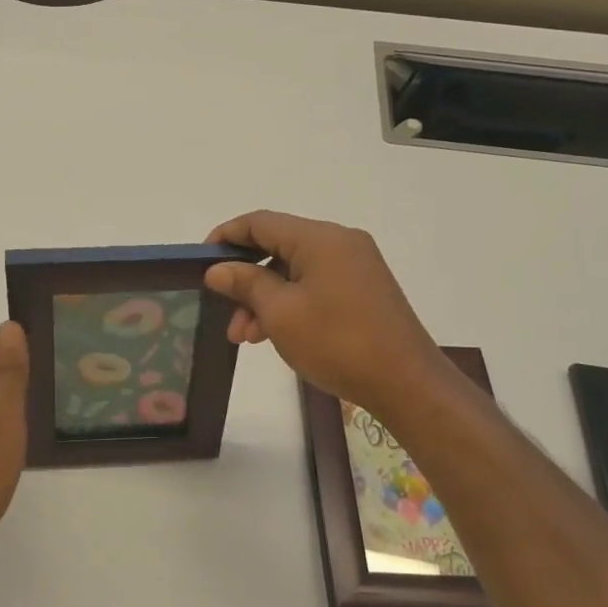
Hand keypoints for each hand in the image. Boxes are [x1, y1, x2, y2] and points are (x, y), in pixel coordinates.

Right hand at [204, 211, 439, 412]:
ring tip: (246, 337)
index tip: (201, 262)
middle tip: (225, 312)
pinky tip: (274, 334)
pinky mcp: (363, 289)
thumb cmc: (337, 342)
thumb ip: (245, 283)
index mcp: (320, 238)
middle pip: (277, 247)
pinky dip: (289, 303)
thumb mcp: (280, 313)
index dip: (226, 236)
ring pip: (294, 270)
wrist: (406, 383)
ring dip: (265, 297)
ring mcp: (355, 266)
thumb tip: (218, 269)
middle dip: (245, 279)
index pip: (260, 222)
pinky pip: (314, 284)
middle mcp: (340, 242)